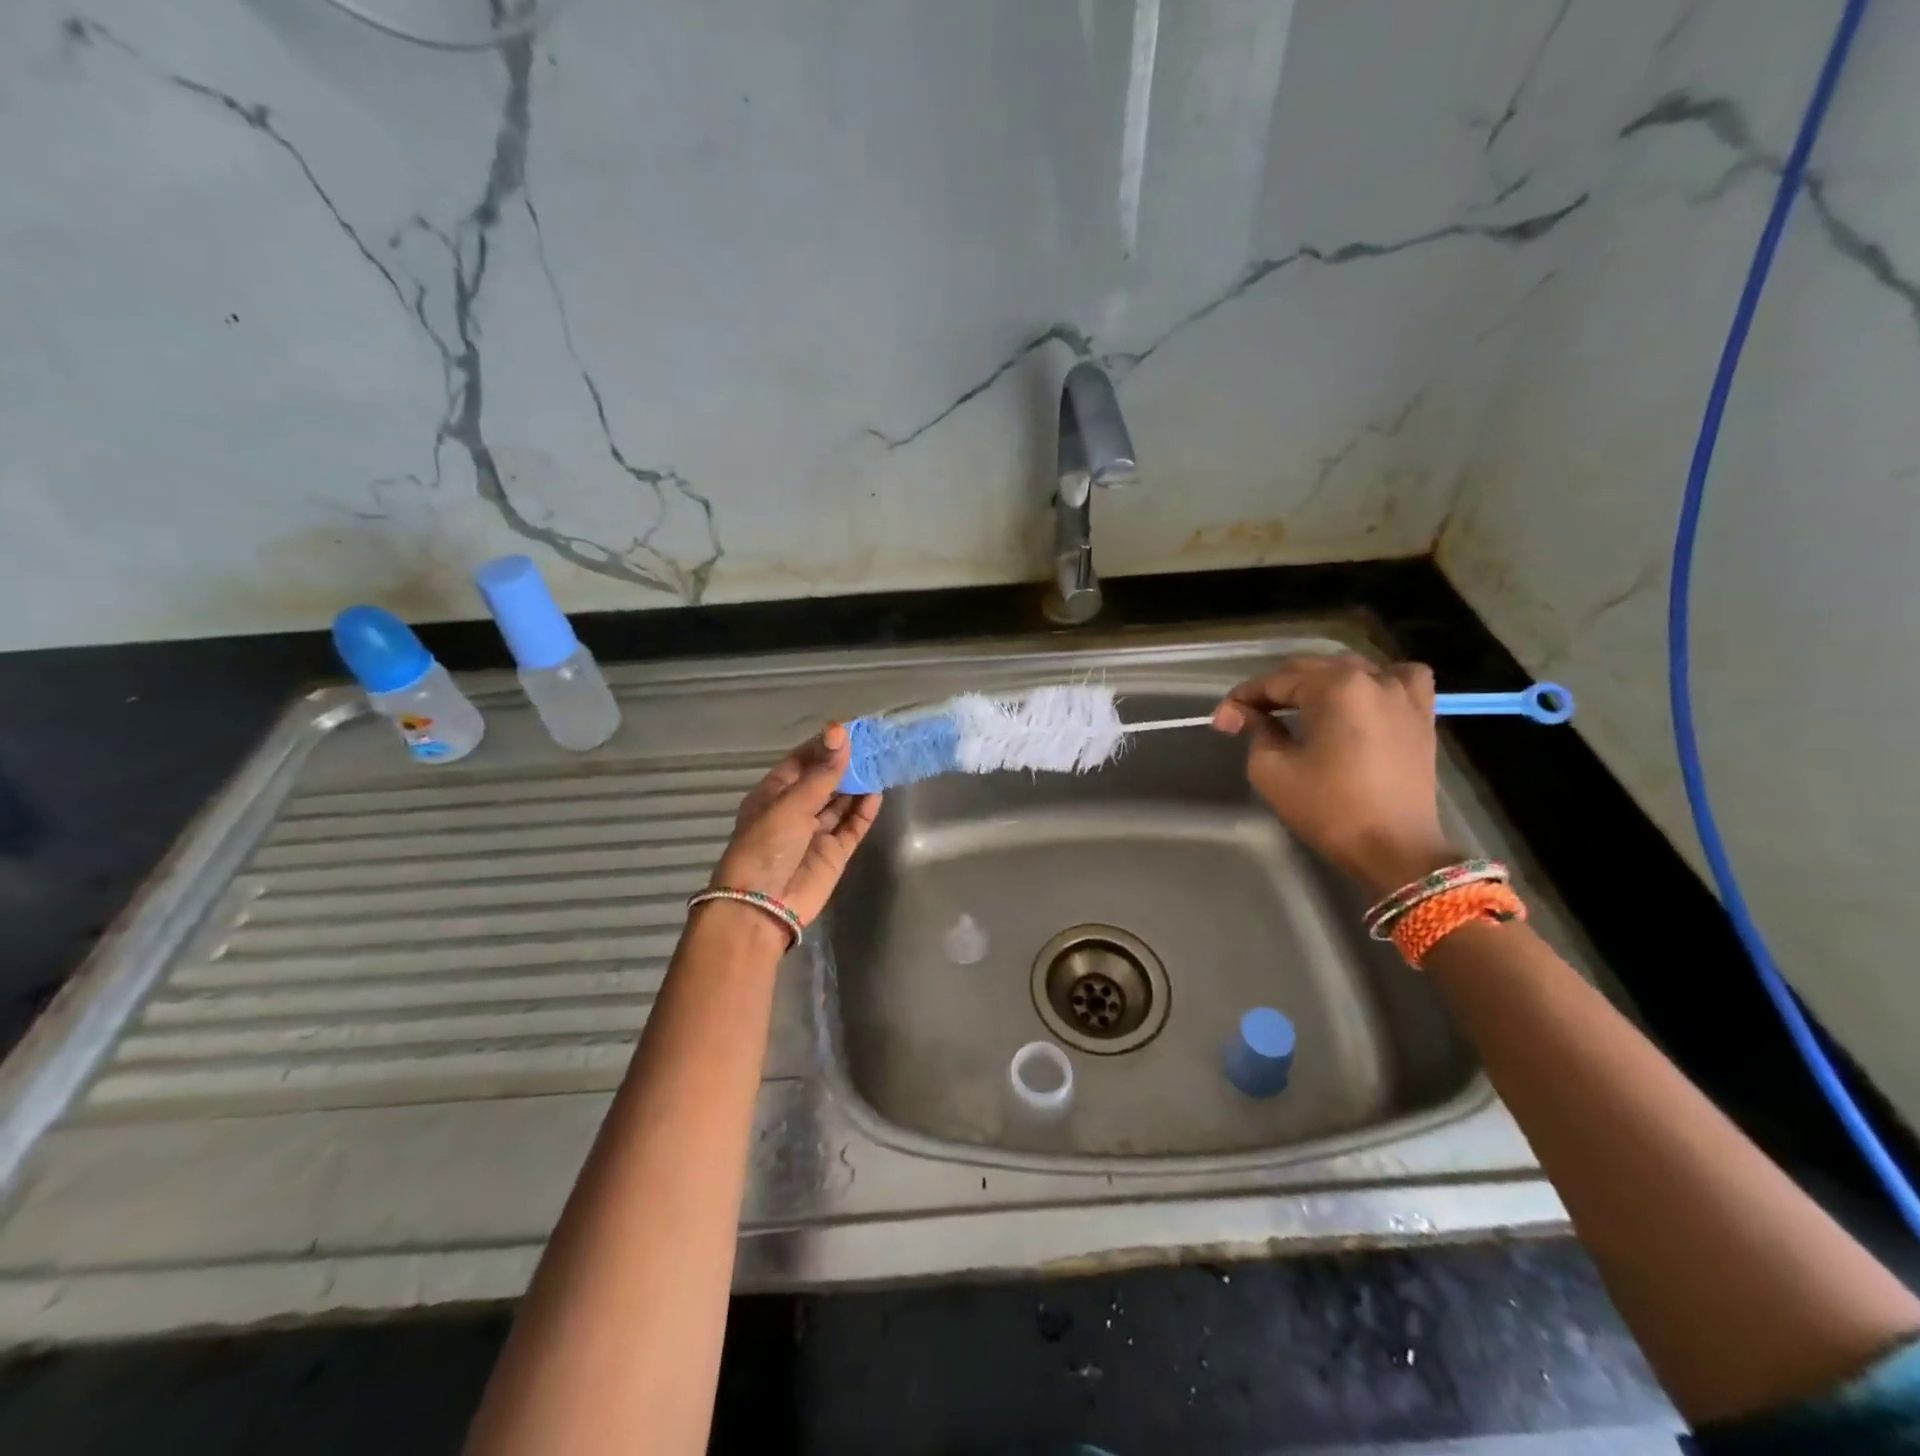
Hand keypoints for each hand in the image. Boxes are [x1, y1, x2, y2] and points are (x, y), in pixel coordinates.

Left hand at [708, 723, 880, 924]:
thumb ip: (822, 772)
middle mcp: (795, 809)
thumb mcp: (792, 803)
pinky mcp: (834, 853)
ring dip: (858, 784)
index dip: (826, 744)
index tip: (853, 728)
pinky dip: (864, 811)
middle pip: (825, 780)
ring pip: (841, 802)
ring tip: (882, 762)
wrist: (762, 906)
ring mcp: (816, 832)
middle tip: (876, 743)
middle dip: (847, 762)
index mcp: (774, 793)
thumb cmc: (766, 846)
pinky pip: (852, 826)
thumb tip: (840, 731)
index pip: (803, 760)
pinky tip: (878, 793)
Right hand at [1212, 654, 1460, 896]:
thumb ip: (1255, 730)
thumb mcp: (1272, 769)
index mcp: (1334, 687)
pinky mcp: (1423, 715)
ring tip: (1302, 706)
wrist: (1393, 847)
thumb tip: (1237, 713)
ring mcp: (1403, 694)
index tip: (1222, 719)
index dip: (1243, 698)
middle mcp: (1371, 678)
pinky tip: (1364, 698)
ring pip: (1353, 669)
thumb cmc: (1328, 808)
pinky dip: (1379, 681)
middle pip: (1312, 670)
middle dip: (1276, 690)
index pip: (1276, 681)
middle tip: (1248, 716)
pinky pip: (1401, 679)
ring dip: (1321, 682)